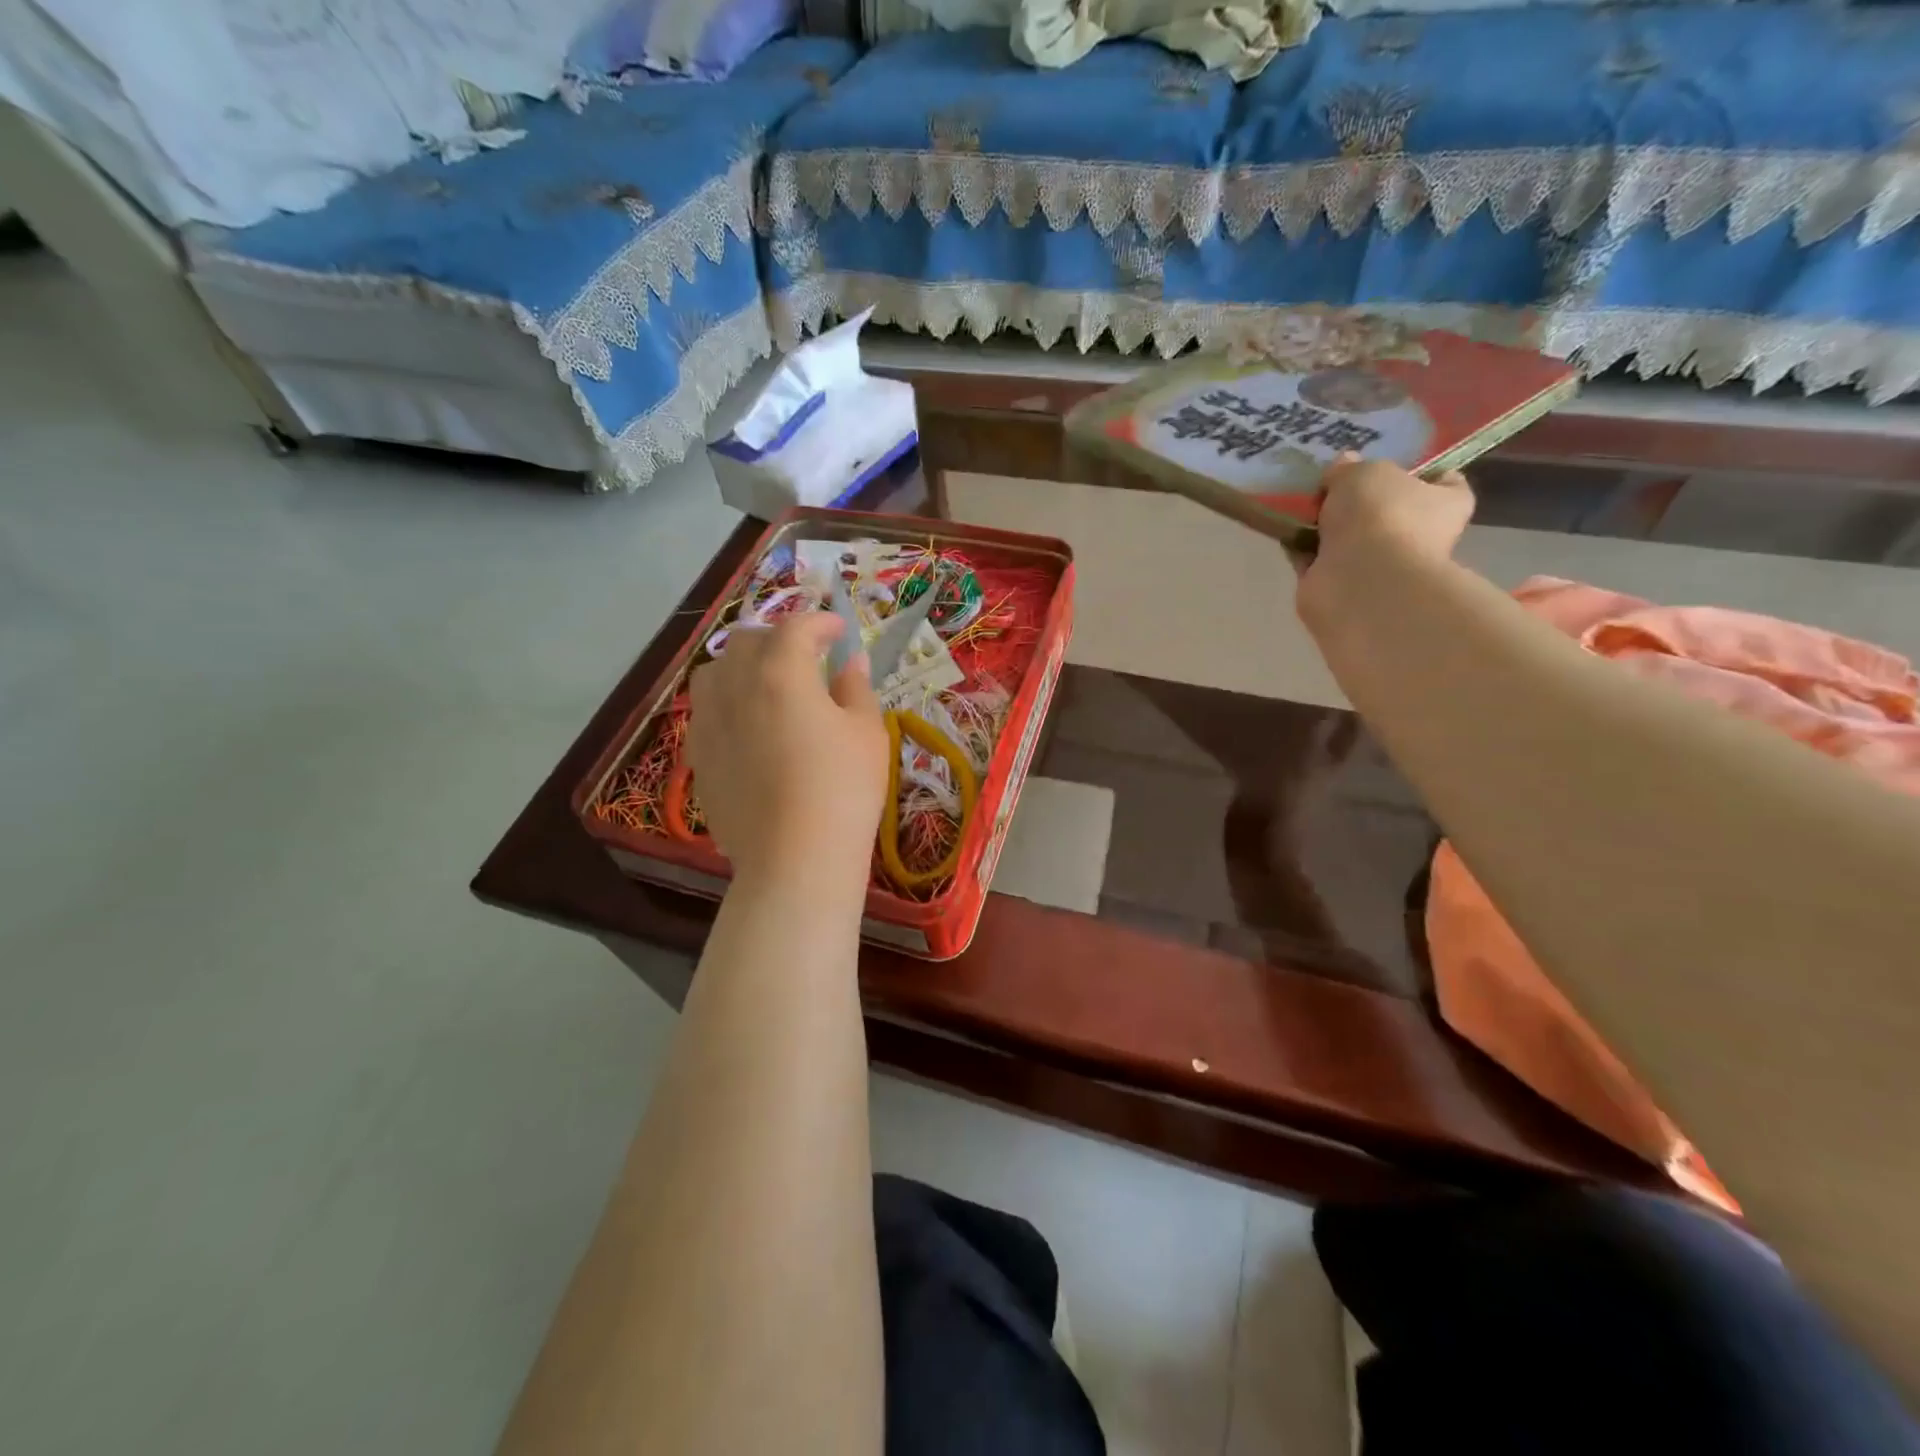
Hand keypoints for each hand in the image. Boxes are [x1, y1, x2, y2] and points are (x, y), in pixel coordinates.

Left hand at [687, 611, 888, 890]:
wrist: (794, 858)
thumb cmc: (843, 789)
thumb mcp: (866, 733)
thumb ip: (855, 689)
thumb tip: (850, 662)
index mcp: (780, 673)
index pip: (796, 627)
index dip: (821, 622)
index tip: (840, 631)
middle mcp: (735, 687)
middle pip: (747, 641)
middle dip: (778, 638)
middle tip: (807, 656)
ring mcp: (708, 723)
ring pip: (715, 672)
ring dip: (742, 665)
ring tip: (768, 685)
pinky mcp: (698, 757)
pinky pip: (706, 712)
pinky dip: (728, 704)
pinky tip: (749, 728)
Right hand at [1297, 455, 1473, 634]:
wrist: (1358, 581)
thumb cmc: (1380, 516)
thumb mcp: (1363, 472)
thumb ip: (1349, 467)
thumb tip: (1341, 468)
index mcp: (1444, 504)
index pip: (1443, 481)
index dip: (1418, 469)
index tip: (1386, 461)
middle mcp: (1417, 535)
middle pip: (1386, 509)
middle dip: (1358, 499)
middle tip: (1328, 480)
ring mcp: (1379, 564)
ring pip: (1348, 536)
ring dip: (1324, 524)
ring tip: (1297, 502)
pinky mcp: (1342, 585)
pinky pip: (1318, 559)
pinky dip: (1302, 549)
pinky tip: (1283, 530)